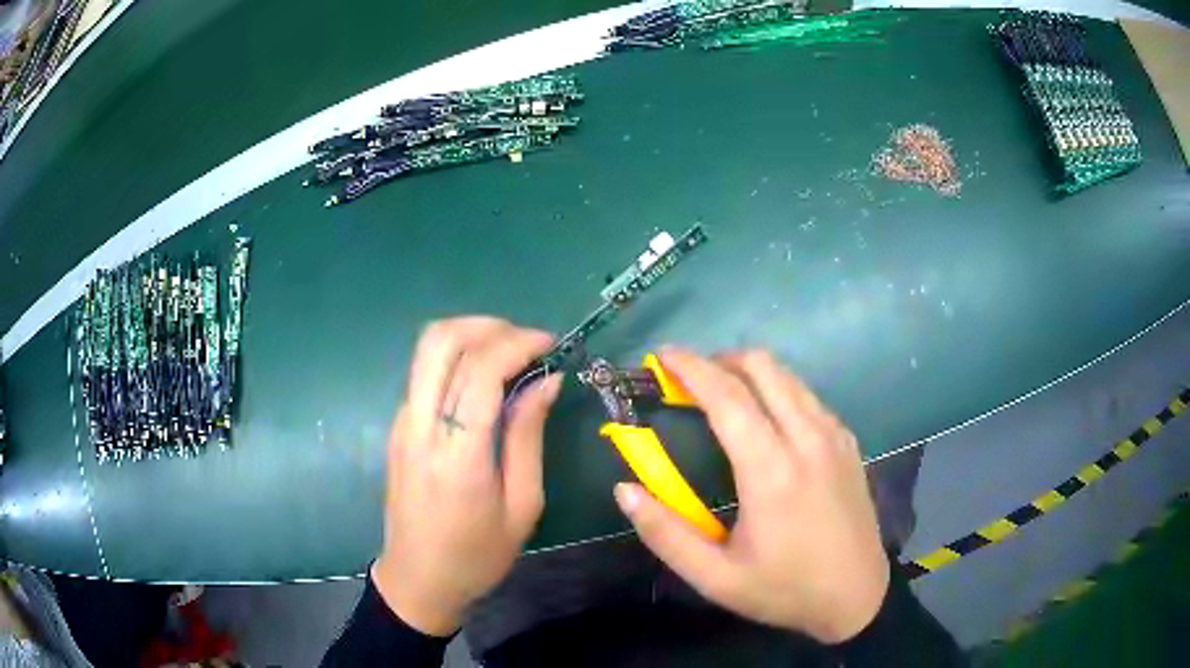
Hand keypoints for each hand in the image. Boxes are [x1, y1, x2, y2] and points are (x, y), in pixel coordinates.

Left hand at [372, 317, 562, 636]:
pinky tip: (484, 381)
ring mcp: (402, 423)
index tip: (550, 344)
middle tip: (526, 341)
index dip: (518, 343)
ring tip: (510, 354)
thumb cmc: (477, 554)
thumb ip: (528, 436)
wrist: (417, 579)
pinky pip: (425, 373)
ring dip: (470, 336)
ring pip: (427, 350)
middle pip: (440, 341)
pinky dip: (457, 359)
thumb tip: (546, 380)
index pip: (480, 370)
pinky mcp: (397, 427)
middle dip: (488, 325)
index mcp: (457, 455)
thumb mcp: (522, 506)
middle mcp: (420, 427)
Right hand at [614, 349, 887, 642]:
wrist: (857, 596)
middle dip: (719, 360)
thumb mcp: (716, 578)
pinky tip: (764, 420)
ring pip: (788, 376)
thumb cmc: (784, 589)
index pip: (727, 396)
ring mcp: (834, 435)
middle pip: (762, 367)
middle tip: (688, 379)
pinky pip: (807, 396)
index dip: (690, 368)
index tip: (663, 355)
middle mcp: (807, 439)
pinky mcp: (848, 442)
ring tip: (720, 395)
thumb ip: (666, 534)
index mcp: (772, 471)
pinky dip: (777, 390)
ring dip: (749, 372)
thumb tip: (625, 490)